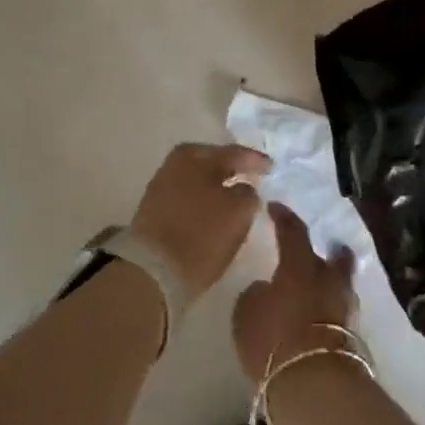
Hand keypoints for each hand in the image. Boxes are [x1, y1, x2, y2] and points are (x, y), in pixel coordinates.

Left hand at [128, 143, 270, 302]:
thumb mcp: (239, 210)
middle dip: (234, 171)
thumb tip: (244, 188)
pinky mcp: (155, 212)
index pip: (235, 153)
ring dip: (218, 188)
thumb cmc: (201, 234)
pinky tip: (216, 213)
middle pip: (213, 164)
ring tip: (237, 198)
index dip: (256, 161)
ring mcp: (162, 187)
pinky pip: (189, 199)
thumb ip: (248, 193)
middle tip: (254, 178)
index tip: (272, 167)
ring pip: (200, 182)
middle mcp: (175, 164)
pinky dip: (204, 202)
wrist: (152, 271)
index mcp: (196, 156)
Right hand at [232, 203, 359, 382]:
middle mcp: (329, 279)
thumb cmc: (274, 339)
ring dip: (332, 284)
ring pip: (342, 286)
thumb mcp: (248, 313)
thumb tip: (267, 288)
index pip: (293, 230)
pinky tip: (319, 317)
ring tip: (318, 289)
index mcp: (300, 265)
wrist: (316, 384)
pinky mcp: (354, 336)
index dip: (283, 217)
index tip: (275, 207)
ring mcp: (346, 308)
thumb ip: (257, 294)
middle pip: (336, 257)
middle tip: (324, 249)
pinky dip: (331, 311)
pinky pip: (340, 313)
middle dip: (330, 251)